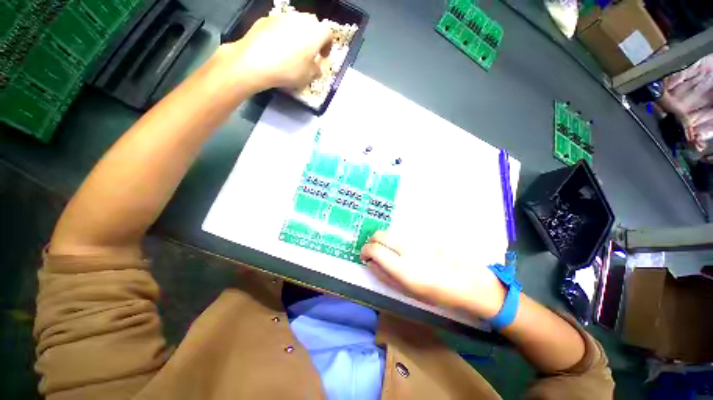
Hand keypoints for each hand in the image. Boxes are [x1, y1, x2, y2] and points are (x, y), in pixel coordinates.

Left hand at [213, 12, 332, 91]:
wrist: (255, 61)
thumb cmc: (288, 70)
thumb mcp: (308, 77)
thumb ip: (317, 70)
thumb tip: (317, 66)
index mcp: (315, 33)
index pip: (328, 34)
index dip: (328, 46)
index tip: (323, 57)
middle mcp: (301, 19)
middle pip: (312, 24)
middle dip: (313, 37)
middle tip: (310, 52)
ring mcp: (283, 16)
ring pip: (296, 23)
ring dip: (298, 34)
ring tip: (293, 50)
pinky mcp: (267, 18)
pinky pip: (280, 25)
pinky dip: (283, 33)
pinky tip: (277, 47)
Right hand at [360, 231, 506, 318]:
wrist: (465, 281)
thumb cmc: (435, 292)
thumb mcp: (407, 291)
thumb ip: (384, 275)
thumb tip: (370, 263)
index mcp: (402, 267)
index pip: (374, 249)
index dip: (365, 251)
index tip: (365, 257)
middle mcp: (406, 248)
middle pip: (379, 235)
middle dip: (371, 242)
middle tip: (374, 253)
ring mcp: (414, 239)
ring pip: (389, 232)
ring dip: (383, 240)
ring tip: (387, 252)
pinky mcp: (420, 235)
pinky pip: (400, 233)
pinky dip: (394, 239)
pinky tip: (401, 249)